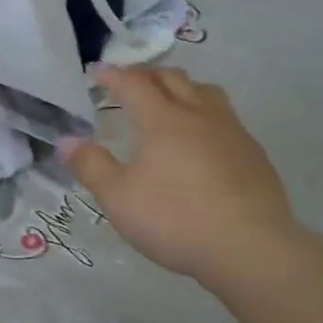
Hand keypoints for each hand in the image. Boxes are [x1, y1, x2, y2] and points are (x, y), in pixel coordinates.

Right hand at [62, 65, 296, 282]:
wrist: (250, 249)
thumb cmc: (175, 219)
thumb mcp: (118, 198)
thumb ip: (91, 166)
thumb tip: (68, 141)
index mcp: (163, 120)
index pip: (134, 83)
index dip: (113, 75)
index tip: (97, 73)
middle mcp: (199, 115)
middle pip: (173, 78)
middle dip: (147, 75)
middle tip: (129, 83)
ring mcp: (232, 132)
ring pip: (206, 92)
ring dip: (182, 88)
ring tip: (170, 102)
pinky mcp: (254, 154)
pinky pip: (227, 119)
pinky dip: (206, 115)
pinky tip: (203, 142)